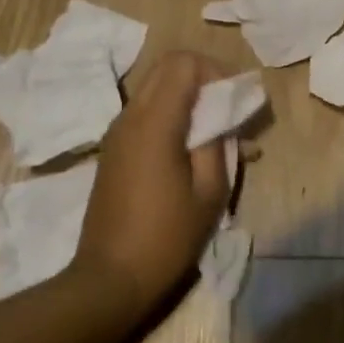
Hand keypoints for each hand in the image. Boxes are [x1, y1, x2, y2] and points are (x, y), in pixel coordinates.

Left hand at [69, 51, 231, 331]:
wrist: (109, 280)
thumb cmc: (166, 238)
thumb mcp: (209, 192)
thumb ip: (219, 144)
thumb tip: (224, 119)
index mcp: (154, 123)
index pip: (183, 63)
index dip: (214, 71)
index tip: (234, 102)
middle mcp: (130, 117)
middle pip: (166, 68)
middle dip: (202, 79)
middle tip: (227, 111)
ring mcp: (117, 133)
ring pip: (155, 89)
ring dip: (187, 98)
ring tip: (215, 135)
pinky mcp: (113, 151)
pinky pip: (145, 114)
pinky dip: (171, 116)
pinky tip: (191, 152)